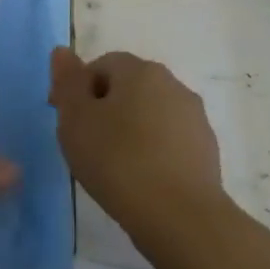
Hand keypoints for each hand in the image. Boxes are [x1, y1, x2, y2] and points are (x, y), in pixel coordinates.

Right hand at [48, 47, 226, 237]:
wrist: (180, 217)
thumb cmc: (117, 161)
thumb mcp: (75, 119)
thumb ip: (67, 82)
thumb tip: (63, 51)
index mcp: (141, 71)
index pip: (102, 65)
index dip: (78, 89)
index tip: (66, 121)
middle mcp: (173, 85)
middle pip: (129, 87)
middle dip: (105, 108)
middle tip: (85, 143)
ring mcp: (194, 118)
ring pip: (150, 115)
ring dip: (129, 130)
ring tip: (111, 165)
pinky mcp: (206, 151)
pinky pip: (168, 141)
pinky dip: (151, 152)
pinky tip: (139, 179)